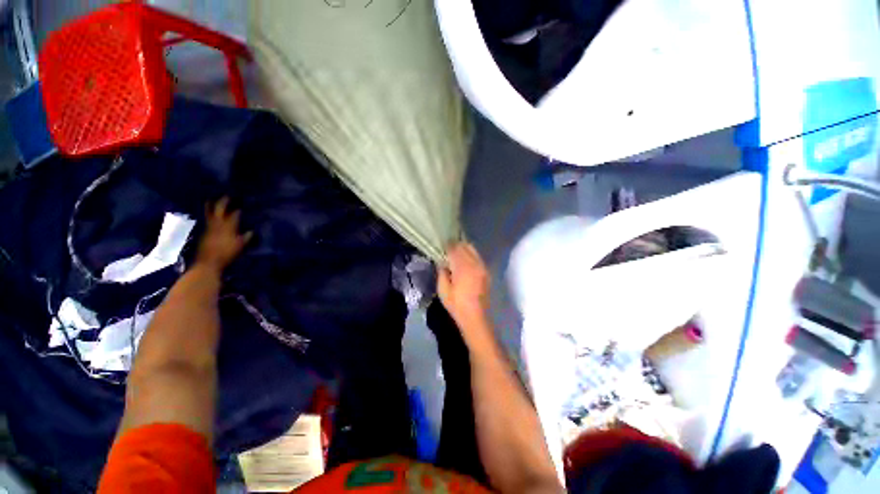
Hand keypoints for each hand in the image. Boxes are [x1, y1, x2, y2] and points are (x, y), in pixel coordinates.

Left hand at [196, 198, 251, 272]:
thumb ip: (245, 237)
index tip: (241, 204)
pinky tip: (208, 214)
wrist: (208, 263)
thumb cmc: (227, 254)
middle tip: (227, 195)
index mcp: (228, 227)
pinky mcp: (204, 232)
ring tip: (212, 199)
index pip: (234, 214)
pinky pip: (206, 219)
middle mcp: (217, 224)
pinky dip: (207, 214)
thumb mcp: (240, 246)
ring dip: (211, 205)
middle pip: (219, 209)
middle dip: (223, 201)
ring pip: (209, 213)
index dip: (238, 209)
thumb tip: (251, 231)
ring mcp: (209, 227)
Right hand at [437, 242, 490, 328]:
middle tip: (448, 248)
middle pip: (465, 246)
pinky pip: (477, 257)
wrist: (476, 317)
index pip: (454, 249)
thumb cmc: (457, 305)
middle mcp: (474, 264)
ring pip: (473, 250)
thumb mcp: (443, 290)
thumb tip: (442, 262)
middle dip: (456, 245)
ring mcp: (482, 267)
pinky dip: (470, 254)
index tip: (441, 246)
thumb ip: (442, 273)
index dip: (447, 245)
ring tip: (456, 253)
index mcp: (462, 267)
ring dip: (464, 248)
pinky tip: (465, 260)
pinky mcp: (486, 271)